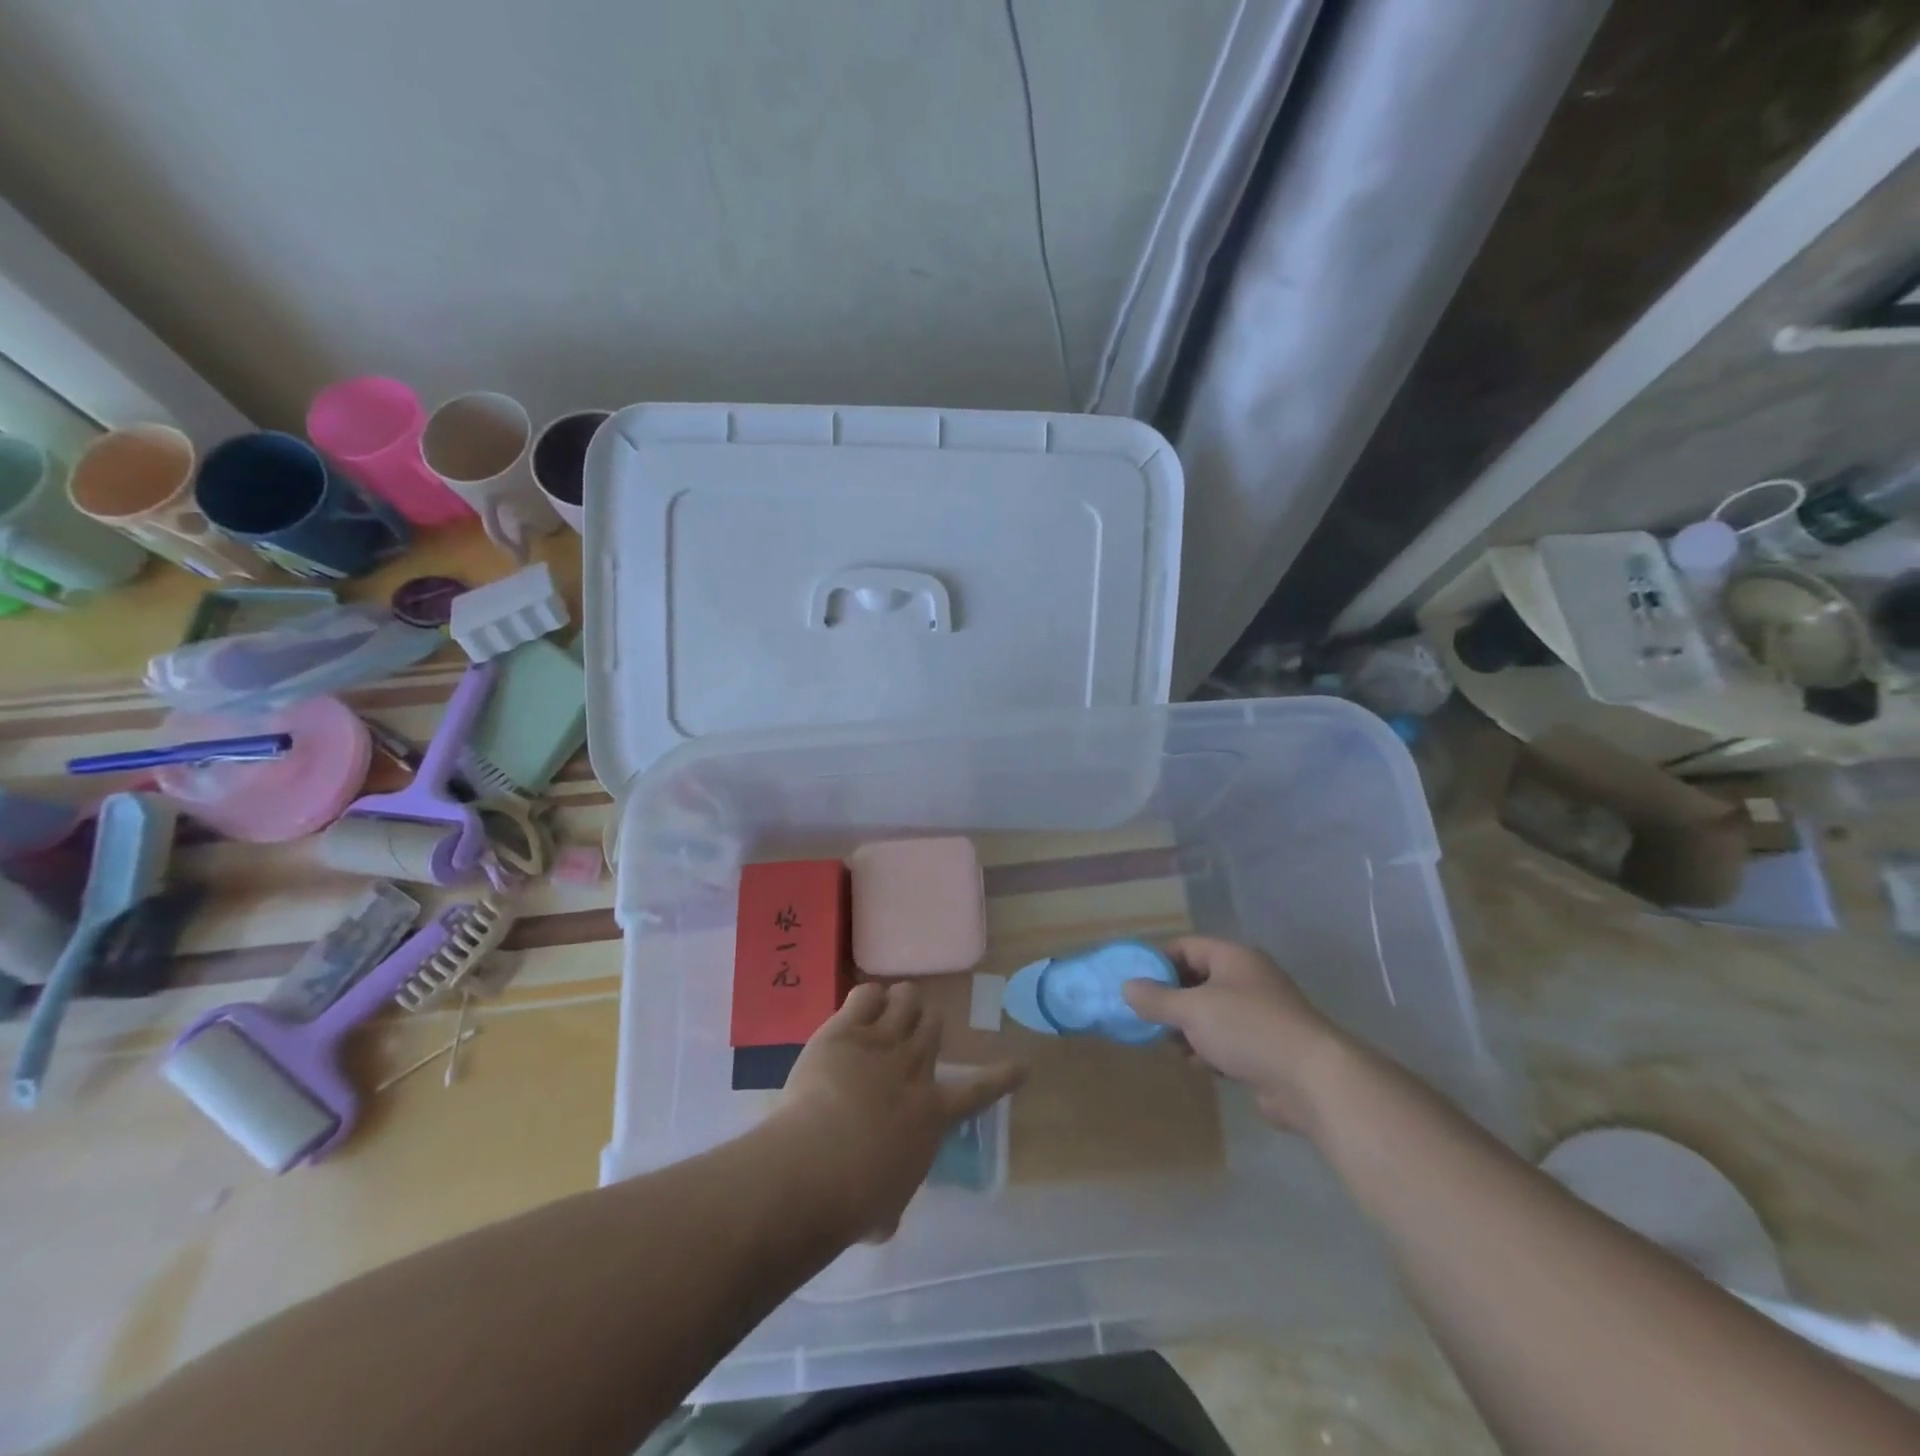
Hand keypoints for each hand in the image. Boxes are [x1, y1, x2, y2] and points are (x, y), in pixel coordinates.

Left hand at [774, 981, 1024, 1240]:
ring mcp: (882, 1042)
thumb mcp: (886, 1209)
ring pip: (906, 999)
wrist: (819, 1166)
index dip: (1002, 1077)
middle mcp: (914, 1068)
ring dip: (901, 1001)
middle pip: (933, 1025)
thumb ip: (892, 1199)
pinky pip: (867, 994)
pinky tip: (861, 1007)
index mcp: (933, 1113)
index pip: (978, 1090)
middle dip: (925, 1024)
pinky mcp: (846, 1030)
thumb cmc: (856, 1201)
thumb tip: (884, 1218)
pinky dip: (868, 997)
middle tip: (912, 1030)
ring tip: (890, 1007)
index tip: (1022, 1066)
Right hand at [1121, 936, 1347, 1132]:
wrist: (1312, 1080)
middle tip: (1144, 1017)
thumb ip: (1157, 999)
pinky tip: (1196, 1064)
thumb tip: (1127, 987)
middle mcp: (1247, 979)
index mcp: (1233, 958)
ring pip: (1211, 1013)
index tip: (1133, 983)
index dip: (1157, 962)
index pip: (1186, 947)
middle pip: (1197, 980)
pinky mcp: (1266, 1048)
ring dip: (1188, 1028)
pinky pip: (1227, 1040)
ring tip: (1167, 1044)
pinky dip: (1209, 1049)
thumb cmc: (1248, 1029)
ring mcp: (1260, 1014)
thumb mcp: (1193, 1010)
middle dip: (1170, 1000)